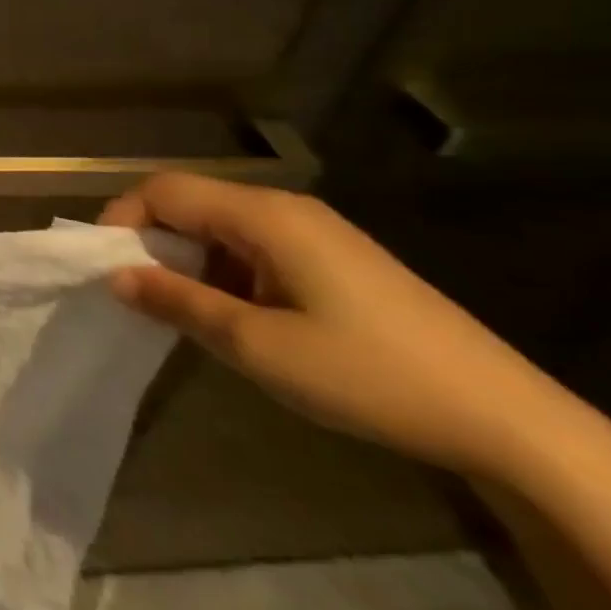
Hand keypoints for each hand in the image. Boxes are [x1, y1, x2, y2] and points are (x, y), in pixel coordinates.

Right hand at [102, 173, 567, 478]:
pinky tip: (233, 315)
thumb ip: (178, 302)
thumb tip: (115, 276)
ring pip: (220, 226)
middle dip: (151, 241)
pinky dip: (222, 270)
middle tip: (137, 294)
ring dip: (187, 259)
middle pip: (190, 202)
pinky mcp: (333, 259)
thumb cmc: (368, 375)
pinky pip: (253, 246)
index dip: (123, 220)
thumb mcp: (257, 346)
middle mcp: (284, 209)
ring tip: (180, 311)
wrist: (506, 419)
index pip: (164, 190)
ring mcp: (313, 232)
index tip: (104, 269)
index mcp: (263, 215)